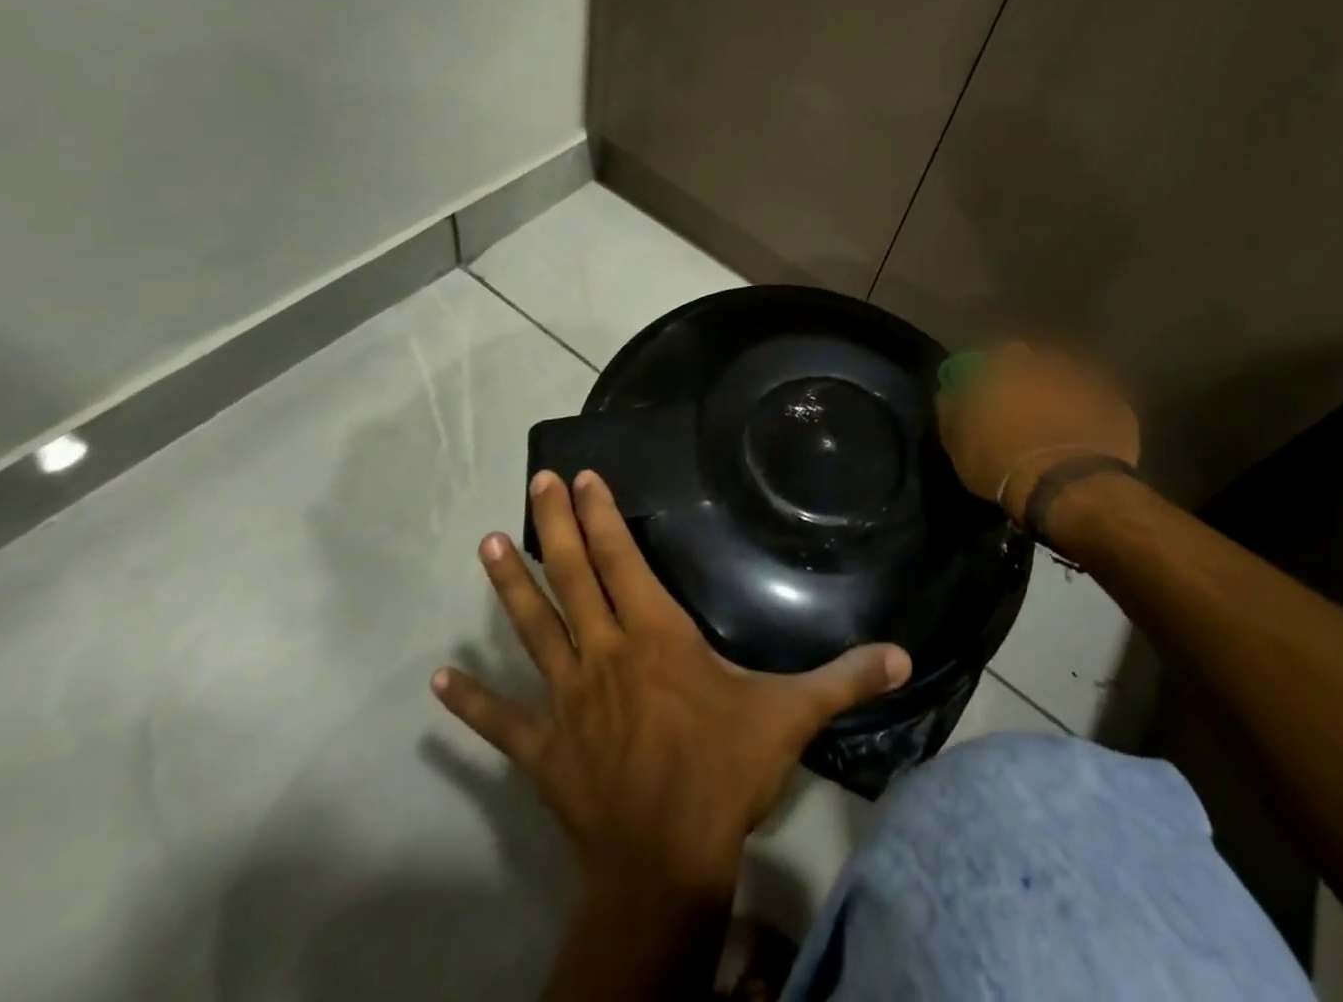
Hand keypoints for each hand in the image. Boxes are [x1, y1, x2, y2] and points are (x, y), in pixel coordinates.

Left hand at [431, 470, 911, 901]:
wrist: (664, 864)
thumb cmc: (723, 773)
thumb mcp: (791, 716)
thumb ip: (845, 678)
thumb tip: (904, 654)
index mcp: (655, 635)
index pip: (622, 559)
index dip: (601, 515)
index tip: (580, 477)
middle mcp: (603, 653)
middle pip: (572, 577)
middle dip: (554, 525)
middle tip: (533, 482)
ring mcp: (566, 699)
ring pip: (532, 629)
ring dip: (509, 587)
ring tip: (486, 545)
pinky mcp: (541, 747)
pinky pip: (499, 719)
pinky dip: (470, 699)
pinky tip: (438, 680)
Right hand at [937, 342, 1140, 527]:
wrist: (1066, 489)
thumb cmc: (1001, 461)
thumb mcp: (957, 441)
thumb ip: (951, 408)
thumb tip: (950, 392)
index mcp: (1007, 365)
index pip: (998, 356)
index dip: (996, 375)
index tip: (994, 396)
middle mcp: (1048, 363)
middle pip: (1038, 366)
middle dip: (1033, 383)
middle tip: (1027, 414)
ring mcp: (1088, 383)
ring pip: (1071, 384)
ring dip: (1064, 399)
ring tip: (1058, 430)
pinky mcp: (1118, 408)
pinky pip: (1100, 408)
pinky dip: (1092, 420)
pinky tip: (1085, 443)